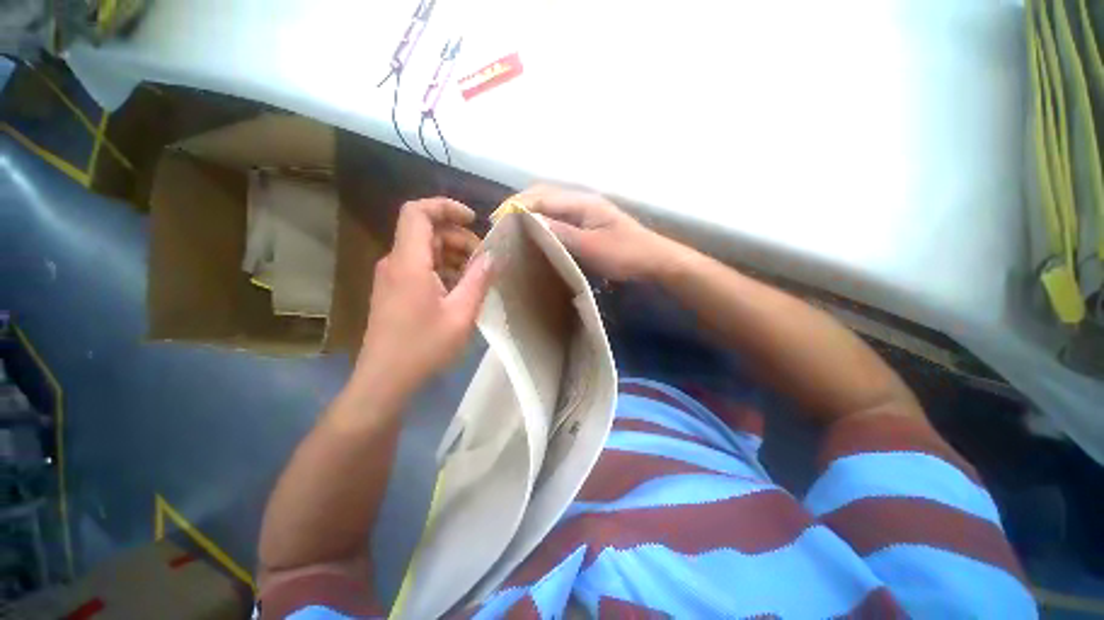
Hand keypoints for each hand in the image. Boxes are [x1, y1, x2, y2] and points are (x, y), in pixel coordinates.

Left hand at [357, 198, 493, 394]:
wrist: (385, 380)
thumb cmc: (423, 347)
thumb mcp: (461, 314)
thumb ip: (478, 280)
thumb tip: (492, 256)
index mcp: (408, 262)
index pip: (417, 212)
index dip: (445, 206)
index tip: (473, 219)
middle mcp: (394, 262)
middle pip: (425, 231)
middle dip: (458, 238)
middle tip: (483, 261)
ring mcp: (391, 277)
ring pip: (423, 249)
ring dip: (452, 255)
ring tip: (475, 277)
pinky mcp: (393, 290)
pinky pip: (419, 266)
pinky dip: (441, 268)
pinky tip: (458, 289)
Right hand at [517, 185, 676, 280]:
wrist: (654, 259)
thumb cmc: (625, 254)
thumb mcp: (591, 246)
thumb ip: (561, 233)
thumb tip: (529, 221)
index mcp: (582, 202)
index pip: (541, 197)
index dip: (517, 206)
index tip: (498, 221)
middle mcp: (582, 200)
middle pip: (544, 194)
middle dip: (520, 204)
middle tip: (502, 224)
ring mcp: (586, 210)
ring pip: (551, 204)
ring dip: (530, 211)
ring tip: (513, 228)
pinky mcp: (588, 222)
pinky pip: (559, 216)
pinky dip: (543, 220)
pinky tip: (537, 233)